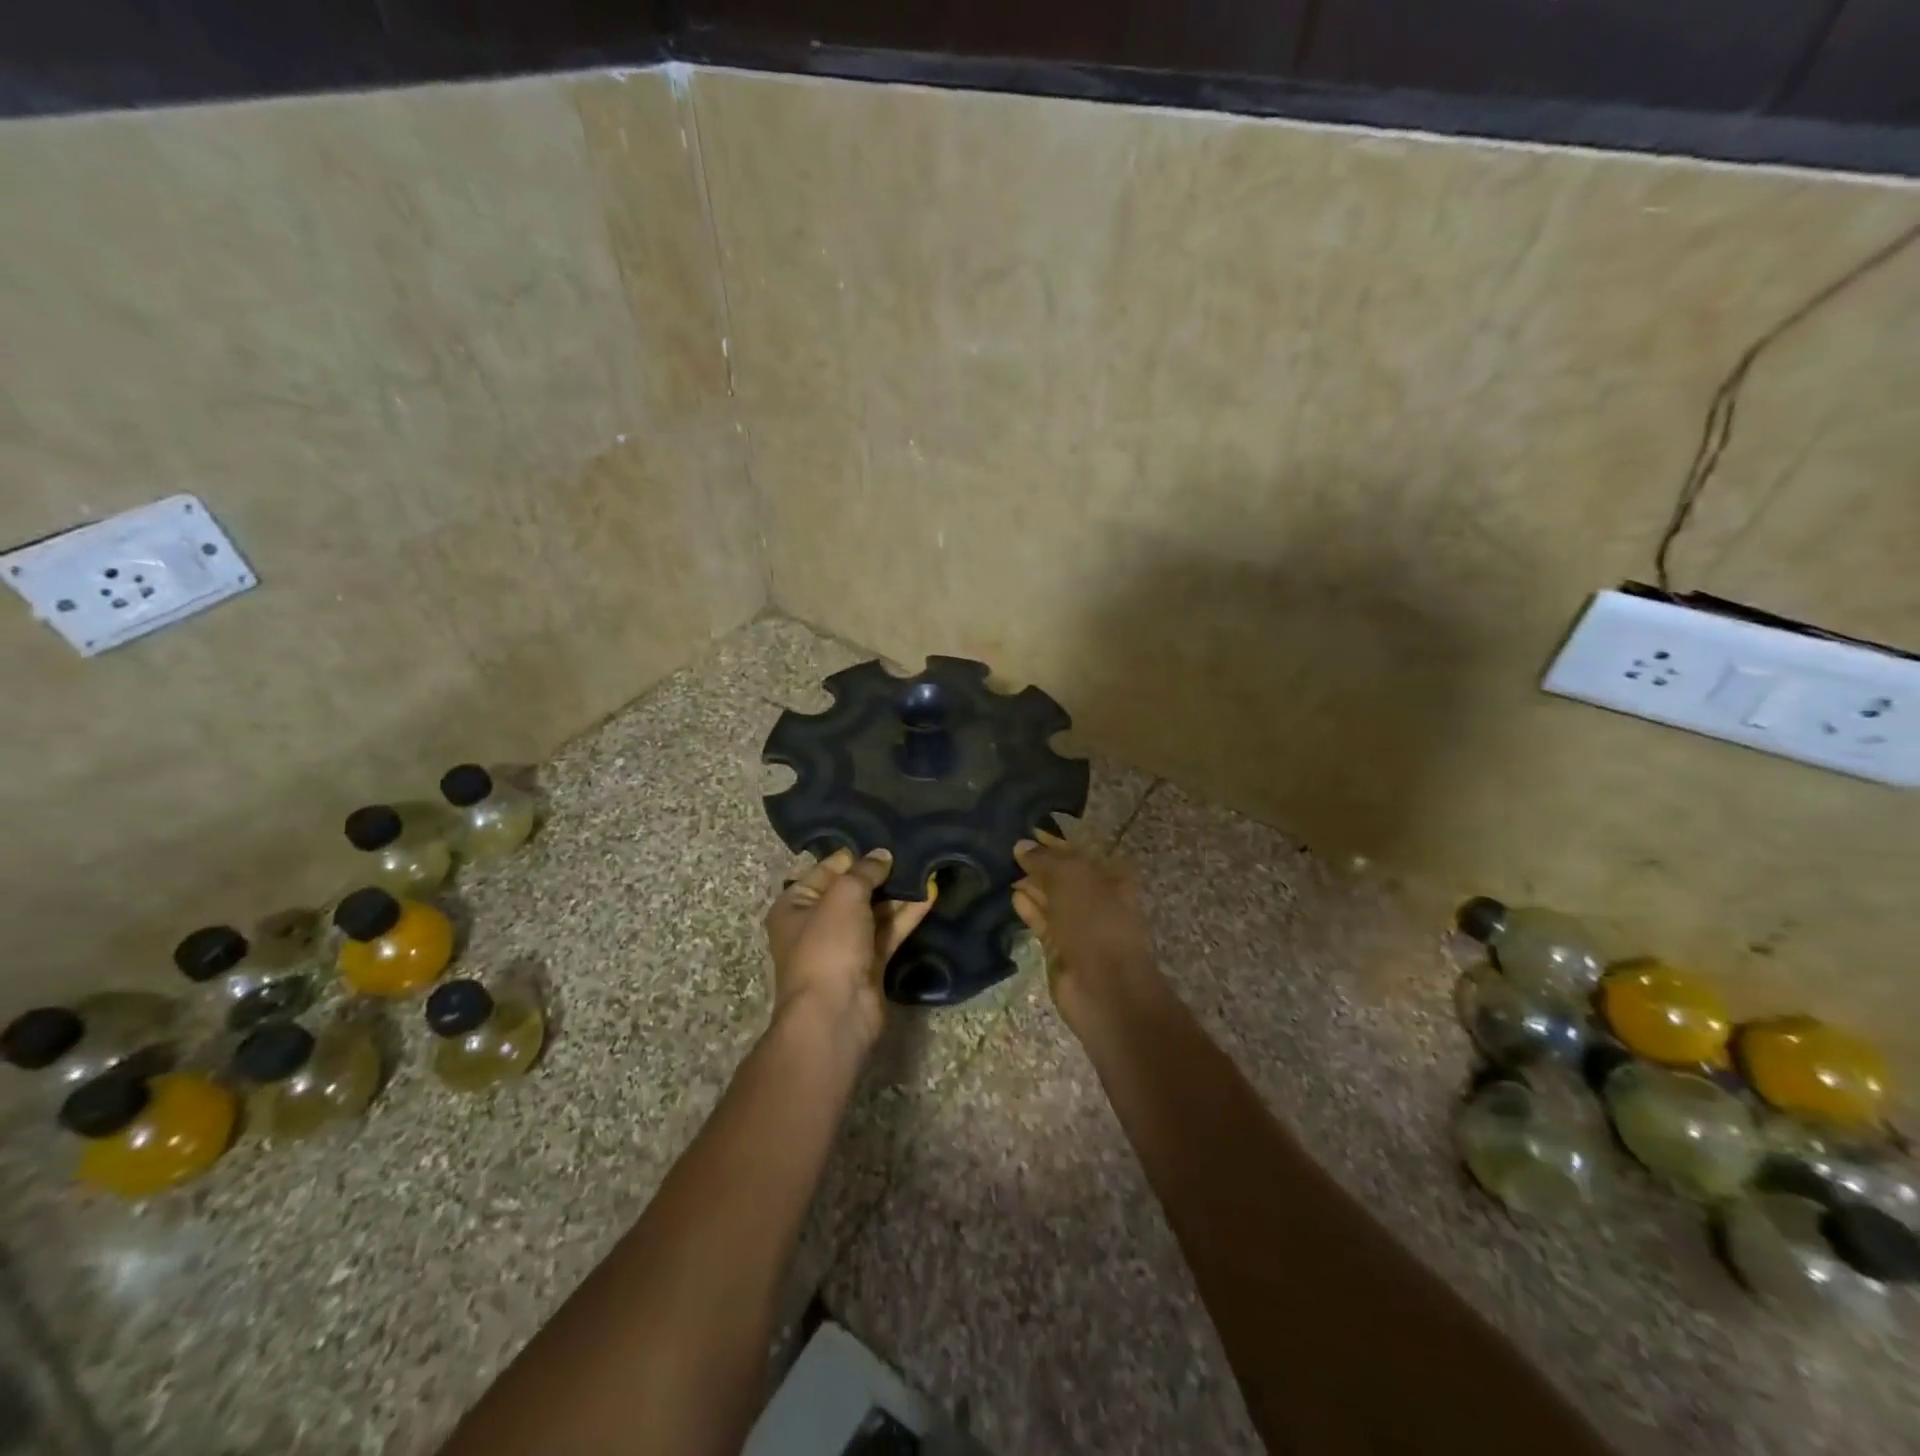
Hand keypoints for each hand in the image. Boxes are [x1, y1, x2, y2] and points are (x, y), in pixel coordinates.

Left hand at [763, 848, 937, 1051]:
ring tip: (925, 867)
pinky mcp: (869, 964)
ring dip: (897, 894)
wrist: (835, 1013)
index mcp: (794, 905)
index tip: (884, 837)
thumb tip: (882, 855)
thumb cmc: (828, 945)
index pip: (826, 869)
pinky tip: (930, 894)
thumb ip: (864, 871)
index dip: (854, 854)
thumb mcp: (843, 896)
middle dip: (880, 874)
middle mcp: (816, 923)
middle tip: (911, 849)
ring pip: (874, 912)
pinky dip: (907, 915)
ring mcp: (844, 946)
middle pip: (851, 891)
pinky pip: (889, 932)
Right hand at [1011, 831, 1155, 1021]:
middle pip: (1062, 875)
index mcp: (1110, 876)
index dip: (1052, 841)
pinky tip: (1011, 895)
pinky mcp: (1060, 948)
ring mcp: (1078, 925)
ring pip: (1050, 898)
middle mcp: (1096, 898)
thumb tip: (1021, 845)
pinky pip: (1041, 921)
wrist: (1105, 986)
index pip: (1077, 851)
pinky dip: (1028, 908)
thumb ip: (1044, 859)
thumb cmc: (1095, 921)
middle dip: (1038, 863)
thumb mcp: (1070, 878)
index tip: (1024, 829)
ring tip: (1001, 867)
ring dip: (1029, 884)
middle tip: (1005, 848)